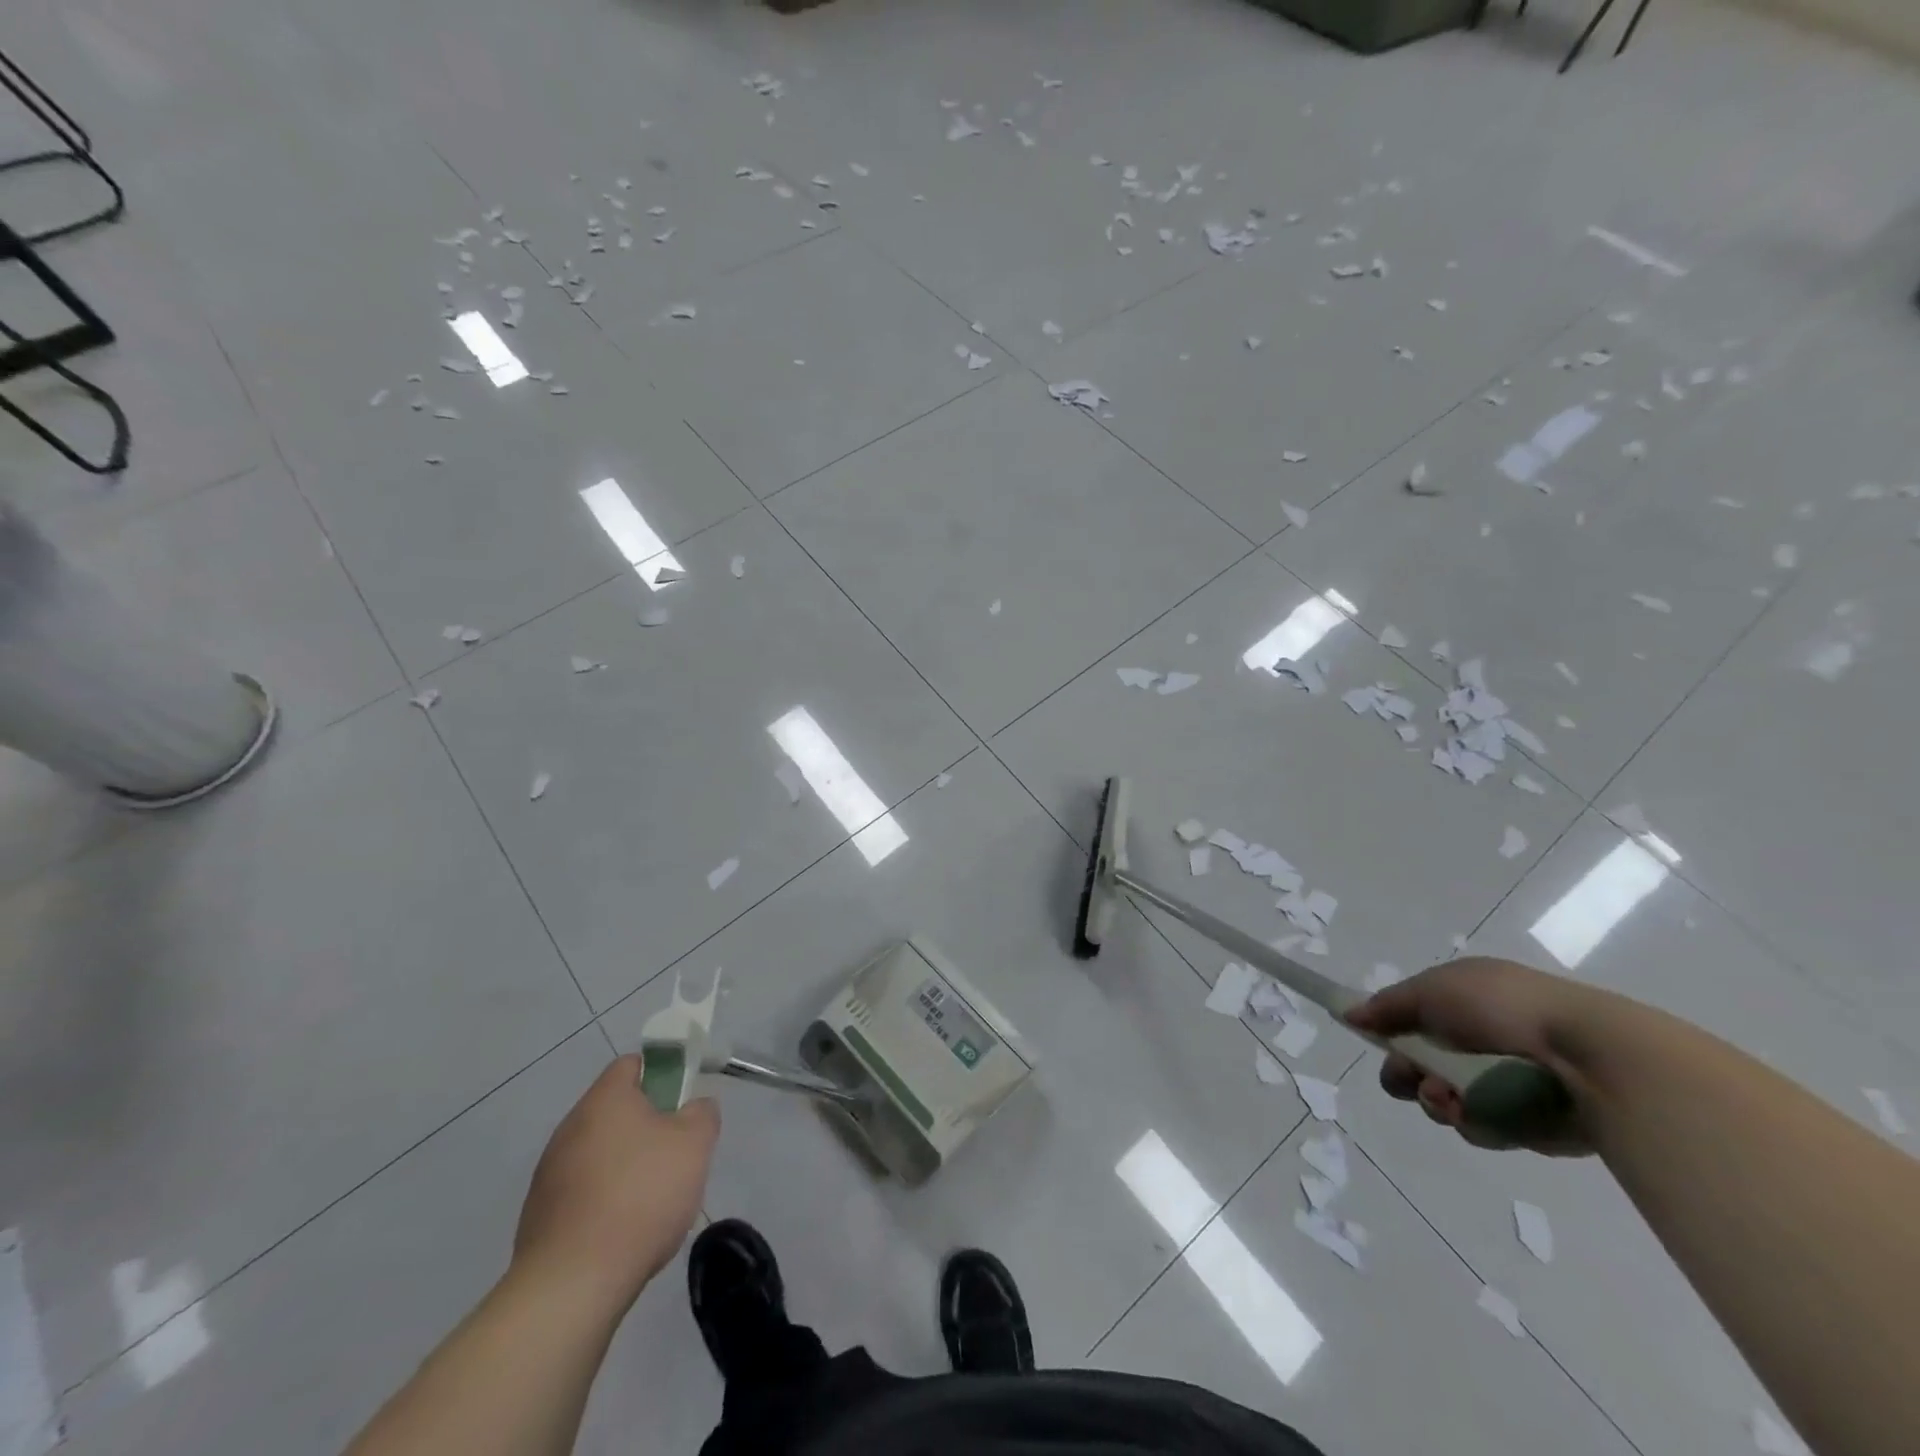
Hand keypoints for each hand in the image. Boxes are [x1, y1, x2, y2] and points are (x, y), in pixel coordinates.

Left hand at [513, 1054, 718, 1308]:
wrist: (572, 1285)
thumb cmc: (641, 1196)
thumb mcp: (695, 1144)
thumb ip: (702, 1113)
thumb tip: (694, 1108)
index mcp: (605, 1099)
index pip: (633, 1064)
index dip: (662, 1074)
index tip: (682, 1103)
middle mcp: (570, 1127)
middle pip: (616, 1111)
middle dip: (647, 1127)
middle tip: (675, 1155)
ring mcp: (549, 1173)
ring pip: (599, 1153)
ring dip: (625, 1165)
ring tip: (651, 1202)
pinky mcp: (539, 1216)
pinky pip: (582, 1192)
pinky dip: (603, 1202)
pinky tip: (622, 1231)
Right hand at [1345, 957, 1598, 1155]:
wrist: (1590, 1056)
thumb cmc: (1503, 1008)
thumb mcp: (1433, 990)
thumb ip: (1388, 1005)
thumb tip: (1349, 1013)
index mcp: (1464, 1002)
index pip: (1413, 1022)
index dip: (1390, 1035)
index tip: (1378, 1045)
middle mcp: (1483, 1040)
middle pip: (1424, 1067)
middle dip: (1410, 1077)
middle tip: (1414, 1081)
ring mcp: (1507, 1082)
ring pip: (1450, 1102)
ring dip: (1441, 1102)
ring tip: (1454, 1101)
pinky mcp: (1531, 1122)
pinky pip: (1486, 1128)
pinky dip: (1479, 1122)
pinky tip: (1486, 1114)